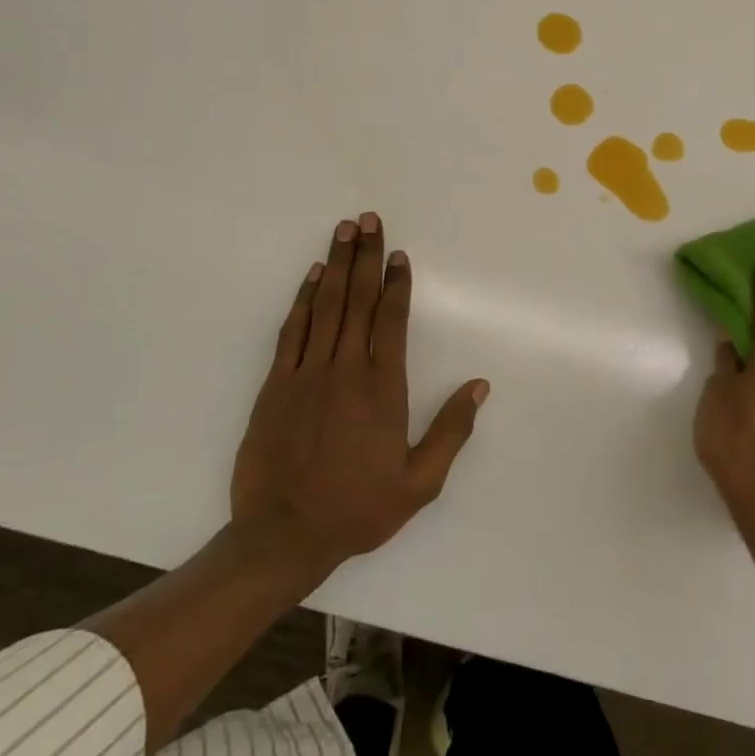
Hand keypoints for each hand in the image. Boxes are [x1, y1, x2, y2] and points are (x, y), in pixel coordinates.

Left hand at [229, 213, 489, 573]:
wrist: (282, 536)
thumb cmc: (357, 509)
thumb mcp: (419, 482)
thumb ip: (450, 431)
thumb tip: (478, 386)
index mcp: (382, 389)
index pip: (390, 320)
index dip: (396, 283)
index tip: (399, 254)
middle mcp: (345, 370)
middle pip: (358, 300)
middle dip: (366, 256)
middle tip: (370, 219)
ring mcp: (307, 373)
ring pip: (325, 305)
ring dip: (336, 264)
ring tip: (344, 230)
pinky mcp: (276, 384)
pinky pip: (293, 330)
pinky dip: (303, 299)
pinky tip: (312, 276)